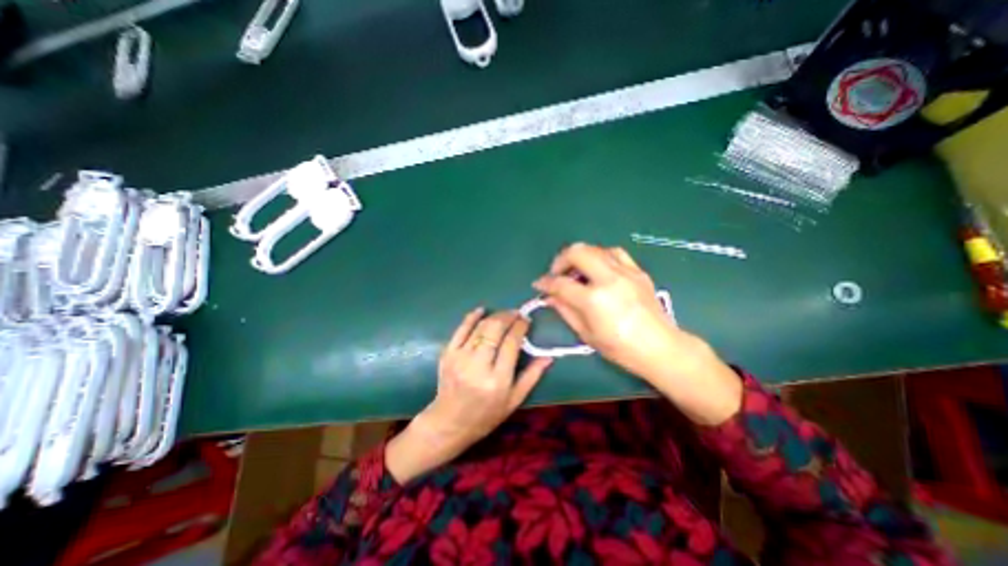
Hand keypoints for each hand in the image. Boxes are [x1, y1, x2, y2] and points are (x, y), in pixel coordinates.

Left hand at [388, 310, 549, 482]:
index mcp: (498, 379)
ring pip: (480, 327)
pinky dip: (472, 317)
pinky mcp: (448, 353)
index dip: (520, 327)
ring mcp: (460, 357)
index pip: (511, 343)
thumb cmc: (486, 414)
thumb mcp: (514, 400)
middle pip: (495, 329)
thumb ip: (532, 376)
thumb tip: (549, 356)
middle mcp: (478, 365)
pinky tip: (481, 310)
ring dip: (494, 316)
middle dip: (508, 316)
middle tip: (516, 313)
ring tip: (504, 314)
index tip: (526, 320)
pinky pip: (461, 329)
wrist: (449, 422)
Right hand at [528, 244, 737, 424]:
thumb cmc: (620, 348)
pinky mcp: (637, 271)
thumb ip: (564, 310)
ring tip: (576, 271)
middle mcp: (609, 279)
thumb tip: (549, 296)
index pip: (560, 283)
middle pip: (577, 252)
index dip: (545, 282)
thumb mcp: (586, 333)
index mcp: (594, 299)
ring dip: (580, 256)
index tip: (539, 284)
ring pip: (595, 248)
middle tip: (557, 274)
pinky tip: (598, 268)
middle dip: (560, 260)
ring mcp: (625, 272)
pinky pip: (614, 253)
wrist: (661, 347)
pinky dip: (600, 256)